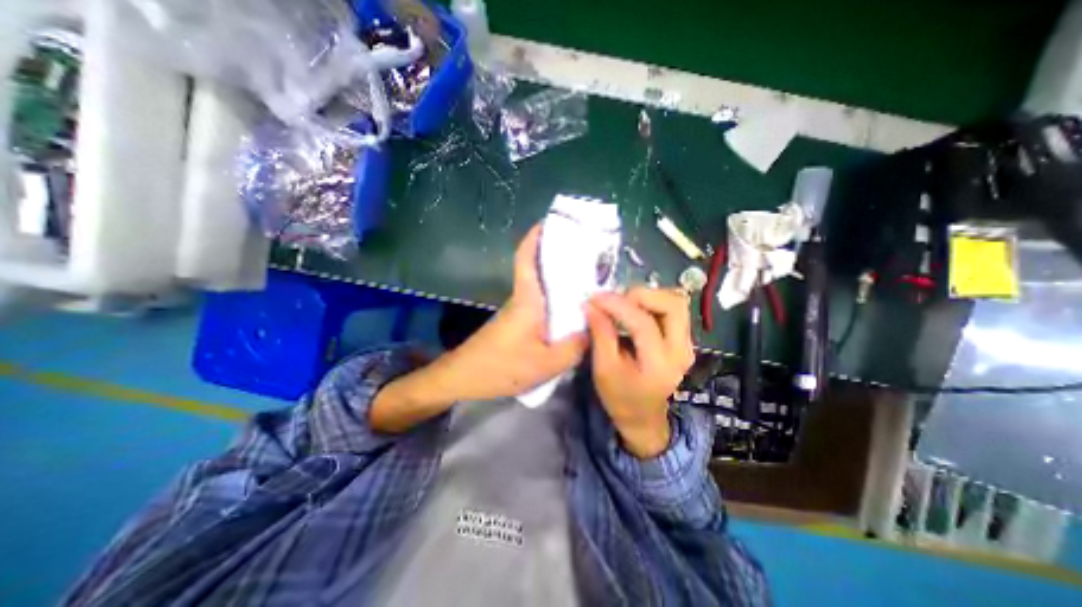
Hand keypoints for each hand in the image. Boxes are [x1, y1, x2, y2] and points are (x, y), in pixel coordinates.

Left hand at [373, 225, 590, 434]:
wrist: (464, 378)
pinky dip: (556, 301)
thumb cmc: (501, 367)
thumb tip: (594, 328)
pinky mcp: (517, 323)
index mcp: (527, 300)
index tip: (550, 222)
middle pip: (538, 269)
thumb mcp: (546, 363)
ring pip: (541, 287)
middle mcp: (522, 299)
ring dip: (560, 280)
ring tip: (588, 282)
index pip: (526, 258)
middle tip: (588, 255)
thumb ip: (574, 346)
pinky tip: (571, 313)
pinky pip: (540, 304)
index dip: (535, 237)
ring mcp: (518, 311)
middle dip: (559, 256)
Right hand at [590, 286, 695, 456]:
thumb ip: (600, 334)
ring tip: (622, 304)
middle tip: (615, 300)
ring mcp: (686, 343)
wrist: (642, 416)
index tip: (594, 298)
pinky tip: (633, 310)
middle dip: (641, 295)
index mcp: (660, 364)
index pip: (643, 323)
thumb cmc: (620, 397)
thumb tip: (591, 305)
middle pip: (673, 304)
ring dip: (648, 297)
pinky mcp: (683, 339)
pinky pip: (672, 309)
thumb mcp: (604, 369)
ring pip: (675, 302)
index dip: (617, 305)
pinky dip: (651, 302)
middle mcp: (681, 350)